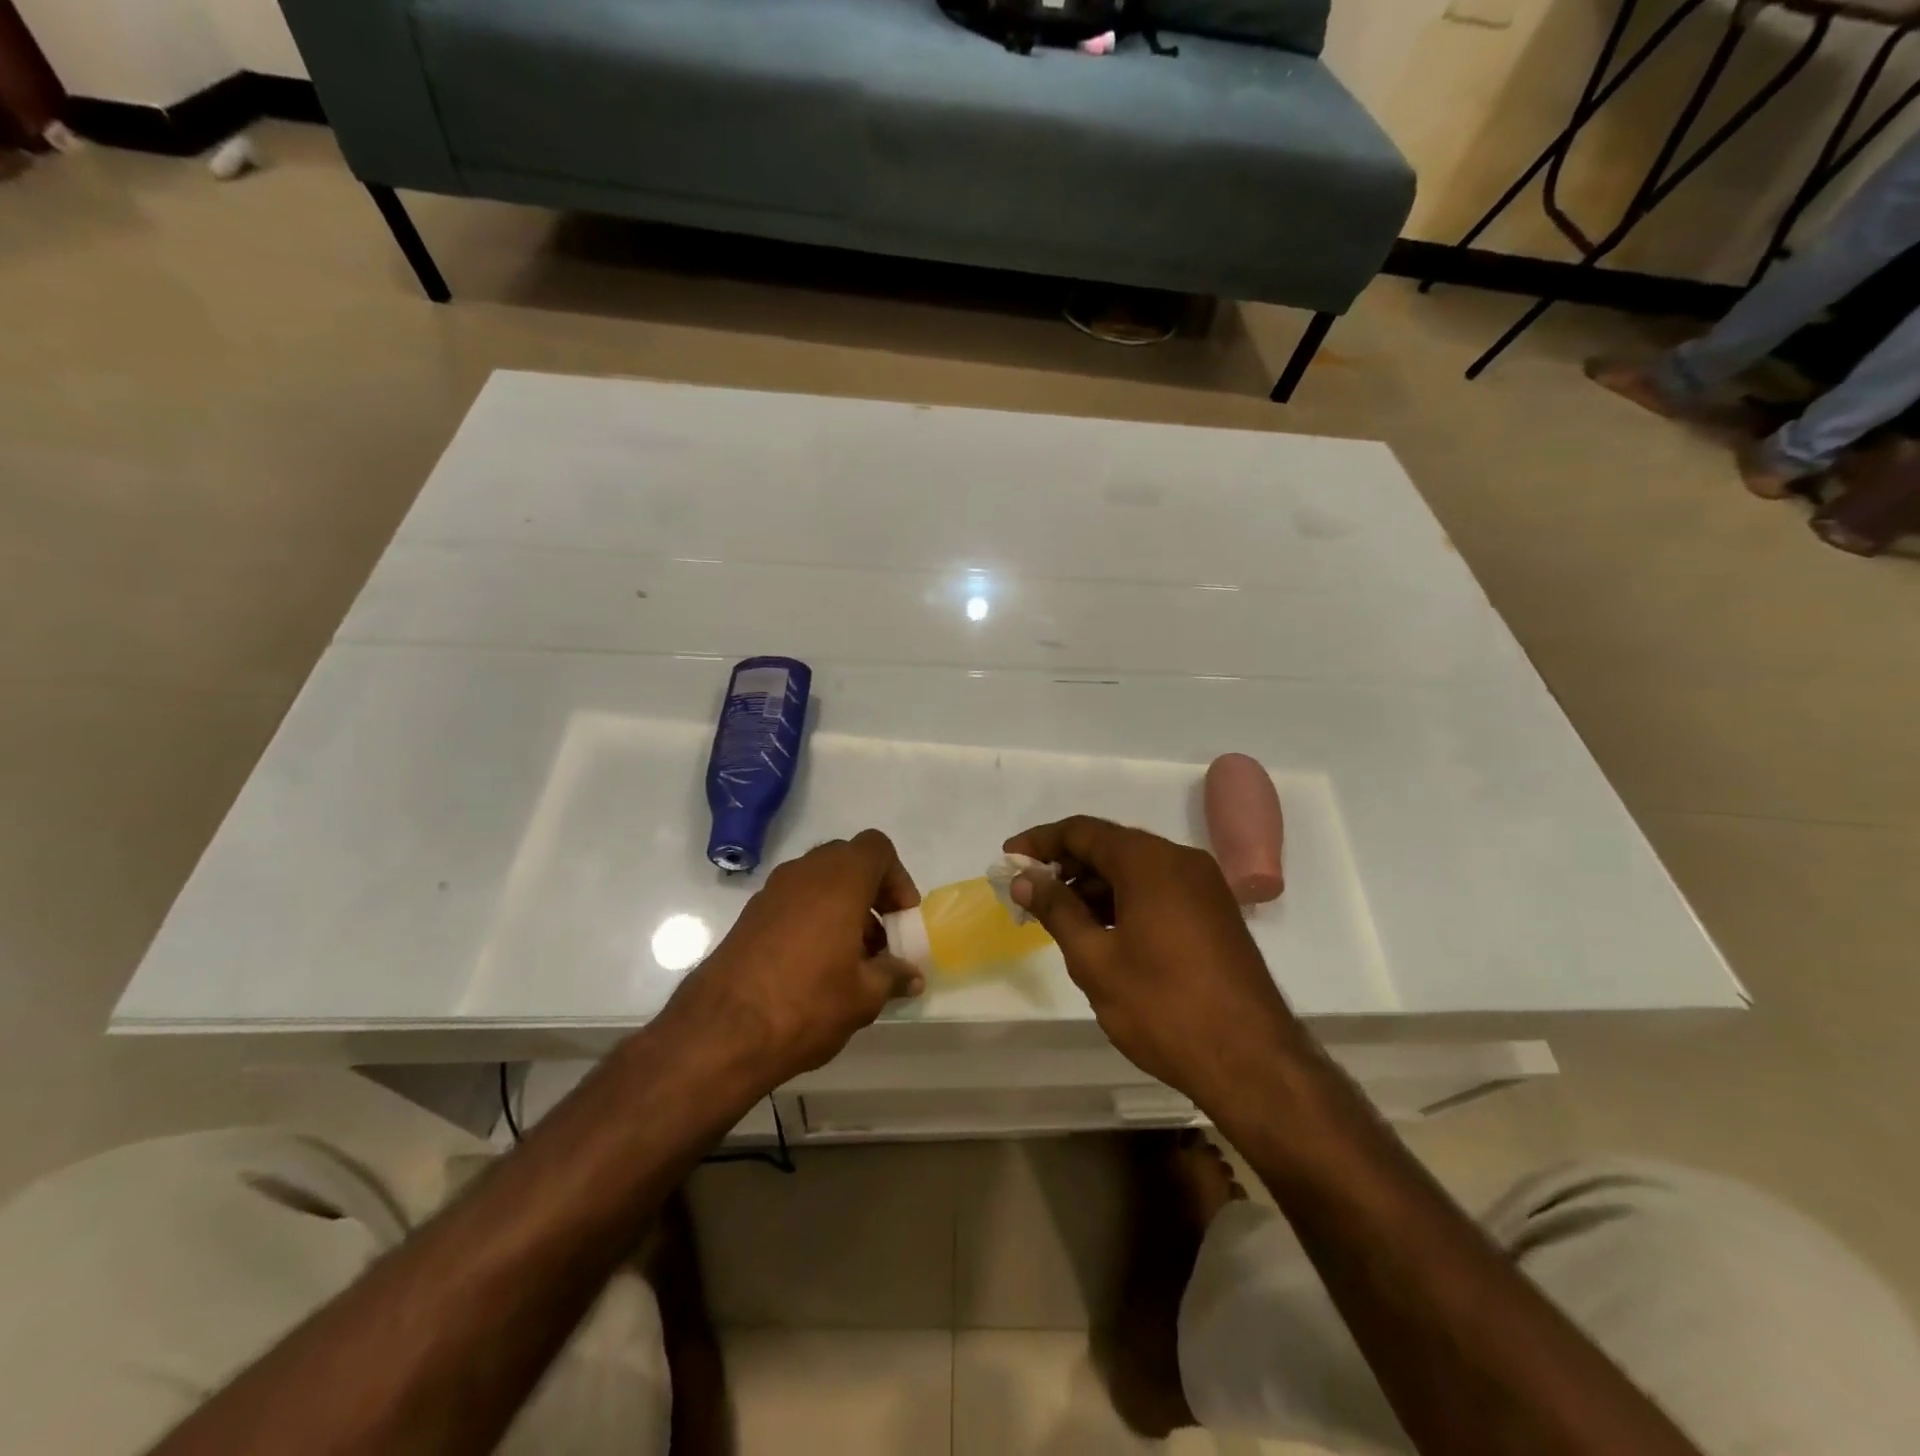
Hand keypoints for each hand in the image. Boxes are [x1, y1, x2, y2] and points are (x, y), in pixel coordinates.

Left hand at [662, 830, 923, 1091]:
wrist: (721, 1032)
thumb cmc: (807, 1003)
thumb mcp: (864, 996)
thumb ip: (892, 975)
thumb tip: (911, 975)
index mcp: (840, 879)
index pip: (877, 848)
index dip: (897, 878)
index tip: (901, 920)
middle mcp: (805, 873)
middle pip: (847, 861)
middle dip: (870, 893)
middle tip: (880, 938)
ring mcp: (772, 891)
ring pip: (819, 881)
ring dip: (842, 907)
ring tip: (851, 959)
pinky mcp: (749, 915)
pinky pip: (793, 901)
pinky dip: (813, 918)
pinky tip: (815, 966)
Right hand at [1004, 816, 1299, 1108]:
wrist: (1252, 1062)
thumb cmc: (1163, 1007)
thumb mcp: (1095, 959)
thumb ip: (1057, 910)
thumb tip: (1025, 879)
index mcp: (1150, 862)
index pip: (1083, 832)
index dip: (1040, 842)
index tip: (1008, 858)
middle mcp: (1181, 860)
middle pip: (1111, 846)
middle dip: (1067, 866)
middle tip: (1029, 894)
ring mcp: (1204, 886)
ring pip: (1136, 870)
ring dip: (1095, 885)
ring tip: (1060, 916)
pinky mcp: (1216, 913)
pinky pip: (1159, 889)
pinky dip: (1125, 899)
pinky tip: (1103, 930)